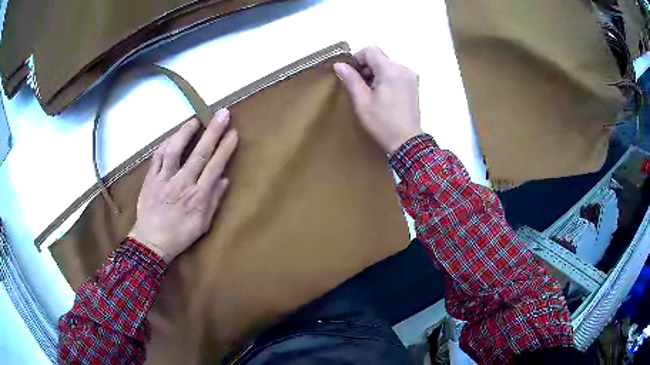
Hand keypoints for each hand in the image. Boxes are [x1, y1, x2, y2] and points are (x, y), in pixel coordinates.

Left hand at [129, 109, 237, 262]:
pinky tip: (171, 136)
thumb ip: (214, 200)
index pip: (215, 167)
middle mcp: (182, 183)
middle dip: (213, 132)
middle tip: (222, 113)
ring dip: (185, 132)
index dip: (225, 149)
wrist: (151, 242)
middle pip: (199, 153)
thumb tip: (225, 179)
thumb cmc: (180, 235)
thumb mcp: (203, 224)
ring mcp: (164, 179)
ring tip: (194, 120)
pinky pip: (157, 157)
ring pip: (175, 150)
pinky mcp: (150, 178)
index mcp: (198, 196)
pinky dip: (165, 144)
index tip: (233, 132)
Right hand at [333, 46, 421, 153]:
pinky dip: (385, 79)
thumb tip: (339, 65)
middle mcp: (404, 69)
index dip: (357, 59)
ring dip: (375, 74)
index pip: (370, 50)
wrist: (408, 142)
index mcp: (391, 70)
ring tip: (371, 94)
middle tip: (360, 87)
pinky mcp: (413, 85)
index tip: (351, 74)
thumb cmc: (383, 123)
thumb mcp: (362, 102)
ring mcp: (410, 77)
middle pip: (379, 57)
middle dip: (366, 68)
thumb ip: (351, 79)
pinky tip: (382, 96)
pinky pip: (395, 73)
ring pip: (387, 65)